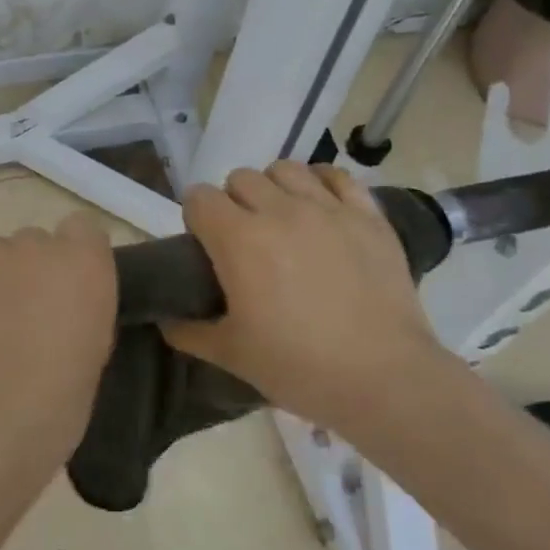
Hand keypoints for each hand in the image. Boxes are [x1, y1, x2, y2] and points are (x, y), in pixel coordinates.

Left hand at [0, 214, 118, 477]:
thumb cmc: (56, 404)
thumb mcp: (94, 349)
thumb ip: (81, 306)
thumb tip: (61, 302)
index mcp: (83, 261)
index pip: (81, 228)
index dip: (71, 256)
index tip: (63, 290)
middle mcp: (35, 242)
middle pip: (32, 243)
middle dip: (27, 273)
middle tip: (18, 320)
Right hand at [163, 162, 441, 433]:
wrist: (385, 380)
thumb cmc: (299, 367)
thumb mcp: (232, 355)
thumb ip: (189, 331)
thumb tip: (164, 319)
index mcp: (239, 239)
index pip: (199, 197)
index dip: (197, 218)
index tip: (206, 245)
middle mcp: (279, 210)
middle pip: (240, 178)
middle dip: (234, 202)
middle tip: (246, 239)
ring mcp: (327, 208)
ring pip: (286, 169)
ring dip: (275, 188)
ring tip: (284, 219)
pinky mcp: (368, 216)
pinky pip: (337, 176)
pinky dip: (323, 184)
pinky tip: (322, 208)